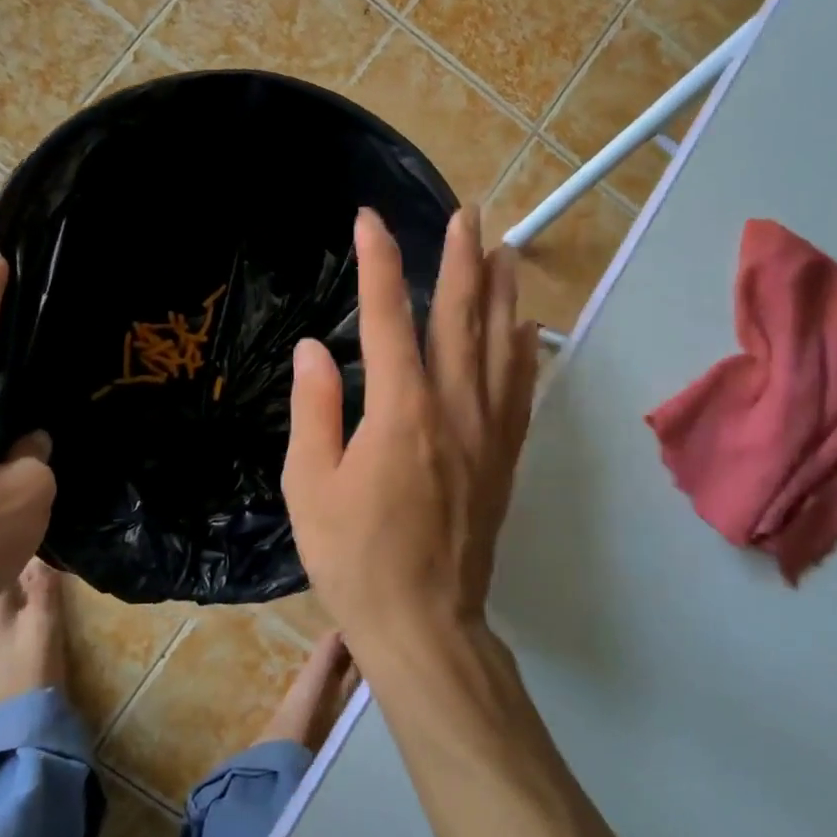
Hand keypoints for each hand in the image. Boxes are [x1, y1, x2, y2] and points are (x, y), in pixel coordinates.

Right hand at [282, 207, 536, 657]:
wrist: (425, 623)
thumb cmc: (355, 558)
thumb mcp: (310, 485)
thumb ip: (314, 409)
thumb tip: (313, 348)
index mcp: (399, 411)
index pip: (387, 317)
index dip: (378, 263)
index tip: (370, 220)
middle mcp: (452, 407)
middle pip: (459, 316)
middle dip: (460, 258)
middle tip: (464, 213)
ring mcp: (487, 430)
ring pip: (499, 344)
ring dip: (500, 292)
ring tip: (504, 248)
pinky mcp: (504, 456)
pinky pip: (520, 389)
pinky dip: (524, 351)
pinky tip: (526, 327)